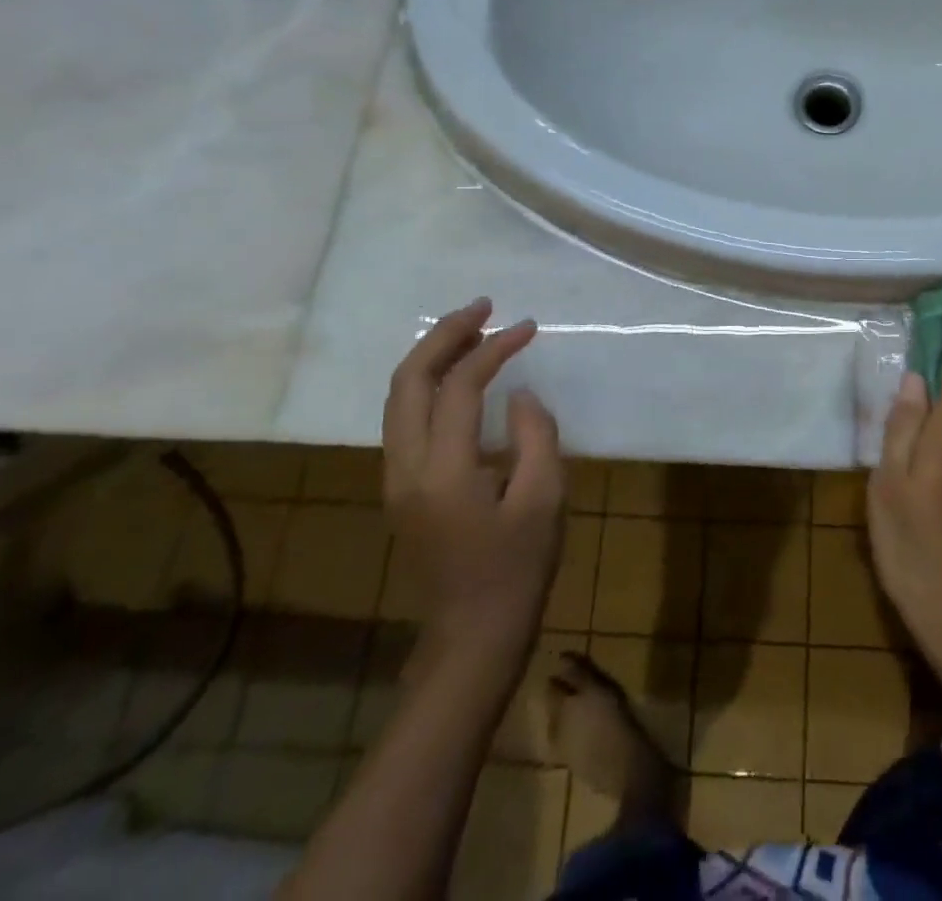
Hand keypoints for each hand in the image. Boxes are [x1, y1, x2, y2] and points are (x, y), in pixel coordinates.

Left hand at [382, 298, 563, 656]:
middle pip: (408, 381)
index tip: (527, 327)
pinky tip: (458, 375)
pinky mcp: (401, 488)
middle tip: (482, 306)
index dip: (493, 349)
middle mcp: (405, 468)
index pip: (459, 388)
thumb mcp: (545, 498)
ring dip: (432, 356)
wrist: (473, 635)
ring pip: (399, 398)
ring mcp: (396, 479)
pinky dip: (428, 384)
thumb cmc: (517, 568)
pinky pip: (405, 418)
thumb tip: (516, 394)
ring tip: (472, 329)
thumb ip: (535, 434)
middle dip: (444, 335)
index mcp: (443, 471)